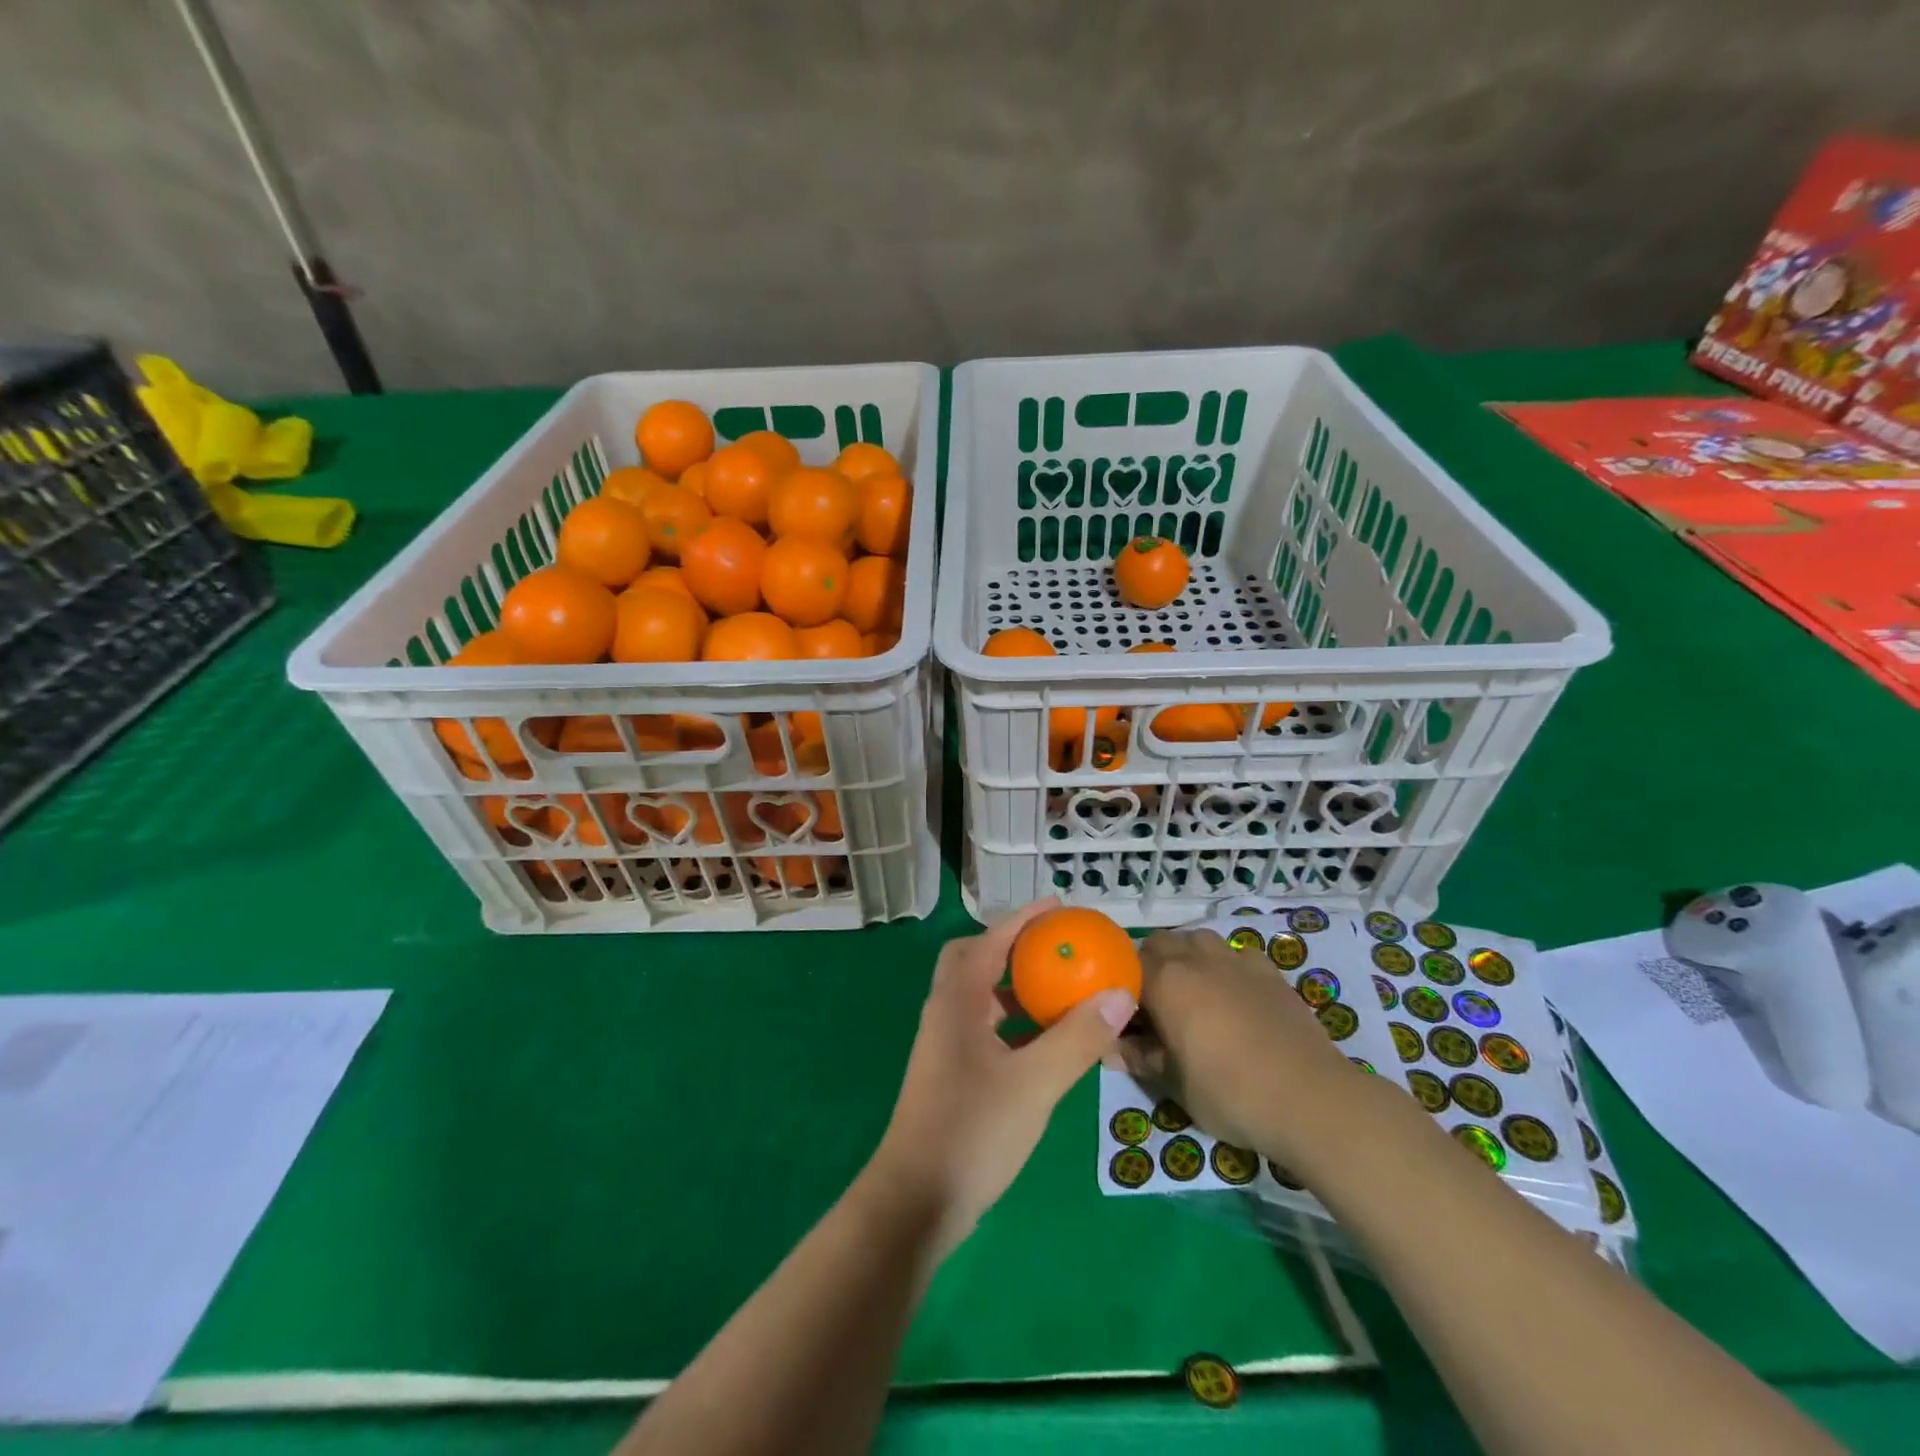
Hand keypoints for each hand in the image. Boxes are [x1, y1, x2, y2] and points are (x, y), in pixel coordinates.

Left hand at [870, 898, 1136, 1256]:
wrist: (916, 1200)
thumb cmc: (973, 1130)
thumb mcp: (1036, 1083)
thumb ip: (1078, 1038)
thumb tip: (1120, 993)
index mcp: (957, 1000)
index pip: (990, 940)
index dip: (1024, 919)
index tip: (1058, 907)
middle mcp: (945, 1012)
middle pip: (974, 959)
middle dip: (1012, 947)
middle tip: (1054, 950)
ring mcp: (945, 1045)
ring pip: (980, 997)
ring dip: (1014, 987)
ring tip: (1058, 992)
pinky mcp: (951, 1073)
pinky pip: (985, 1028)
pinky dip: (1013, 1023)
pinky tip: (1043, 1044)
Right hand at [1108, 928, 1379, 1171]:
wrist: (1310, 1098)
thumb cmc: (1230, 1093)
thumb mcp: (1174, 1085)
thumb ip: (1141, 1059)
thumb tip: (1113, 1050)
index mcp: (1165, 981)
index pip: (1126, 968)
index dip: (1120, 989)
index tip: (1124, 1017)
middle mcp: (1196, 958)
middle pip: (1160, 944)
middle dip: (1149, 967)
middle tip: (1153, 1006)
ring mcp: (1235, 960)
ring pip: (1197, 940)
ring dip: (1185, 958)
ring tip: (1191, 995)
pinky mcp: (1268, 971)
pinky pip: (1235, 954)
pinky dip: (1224, 966)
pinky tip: (1232, 994)